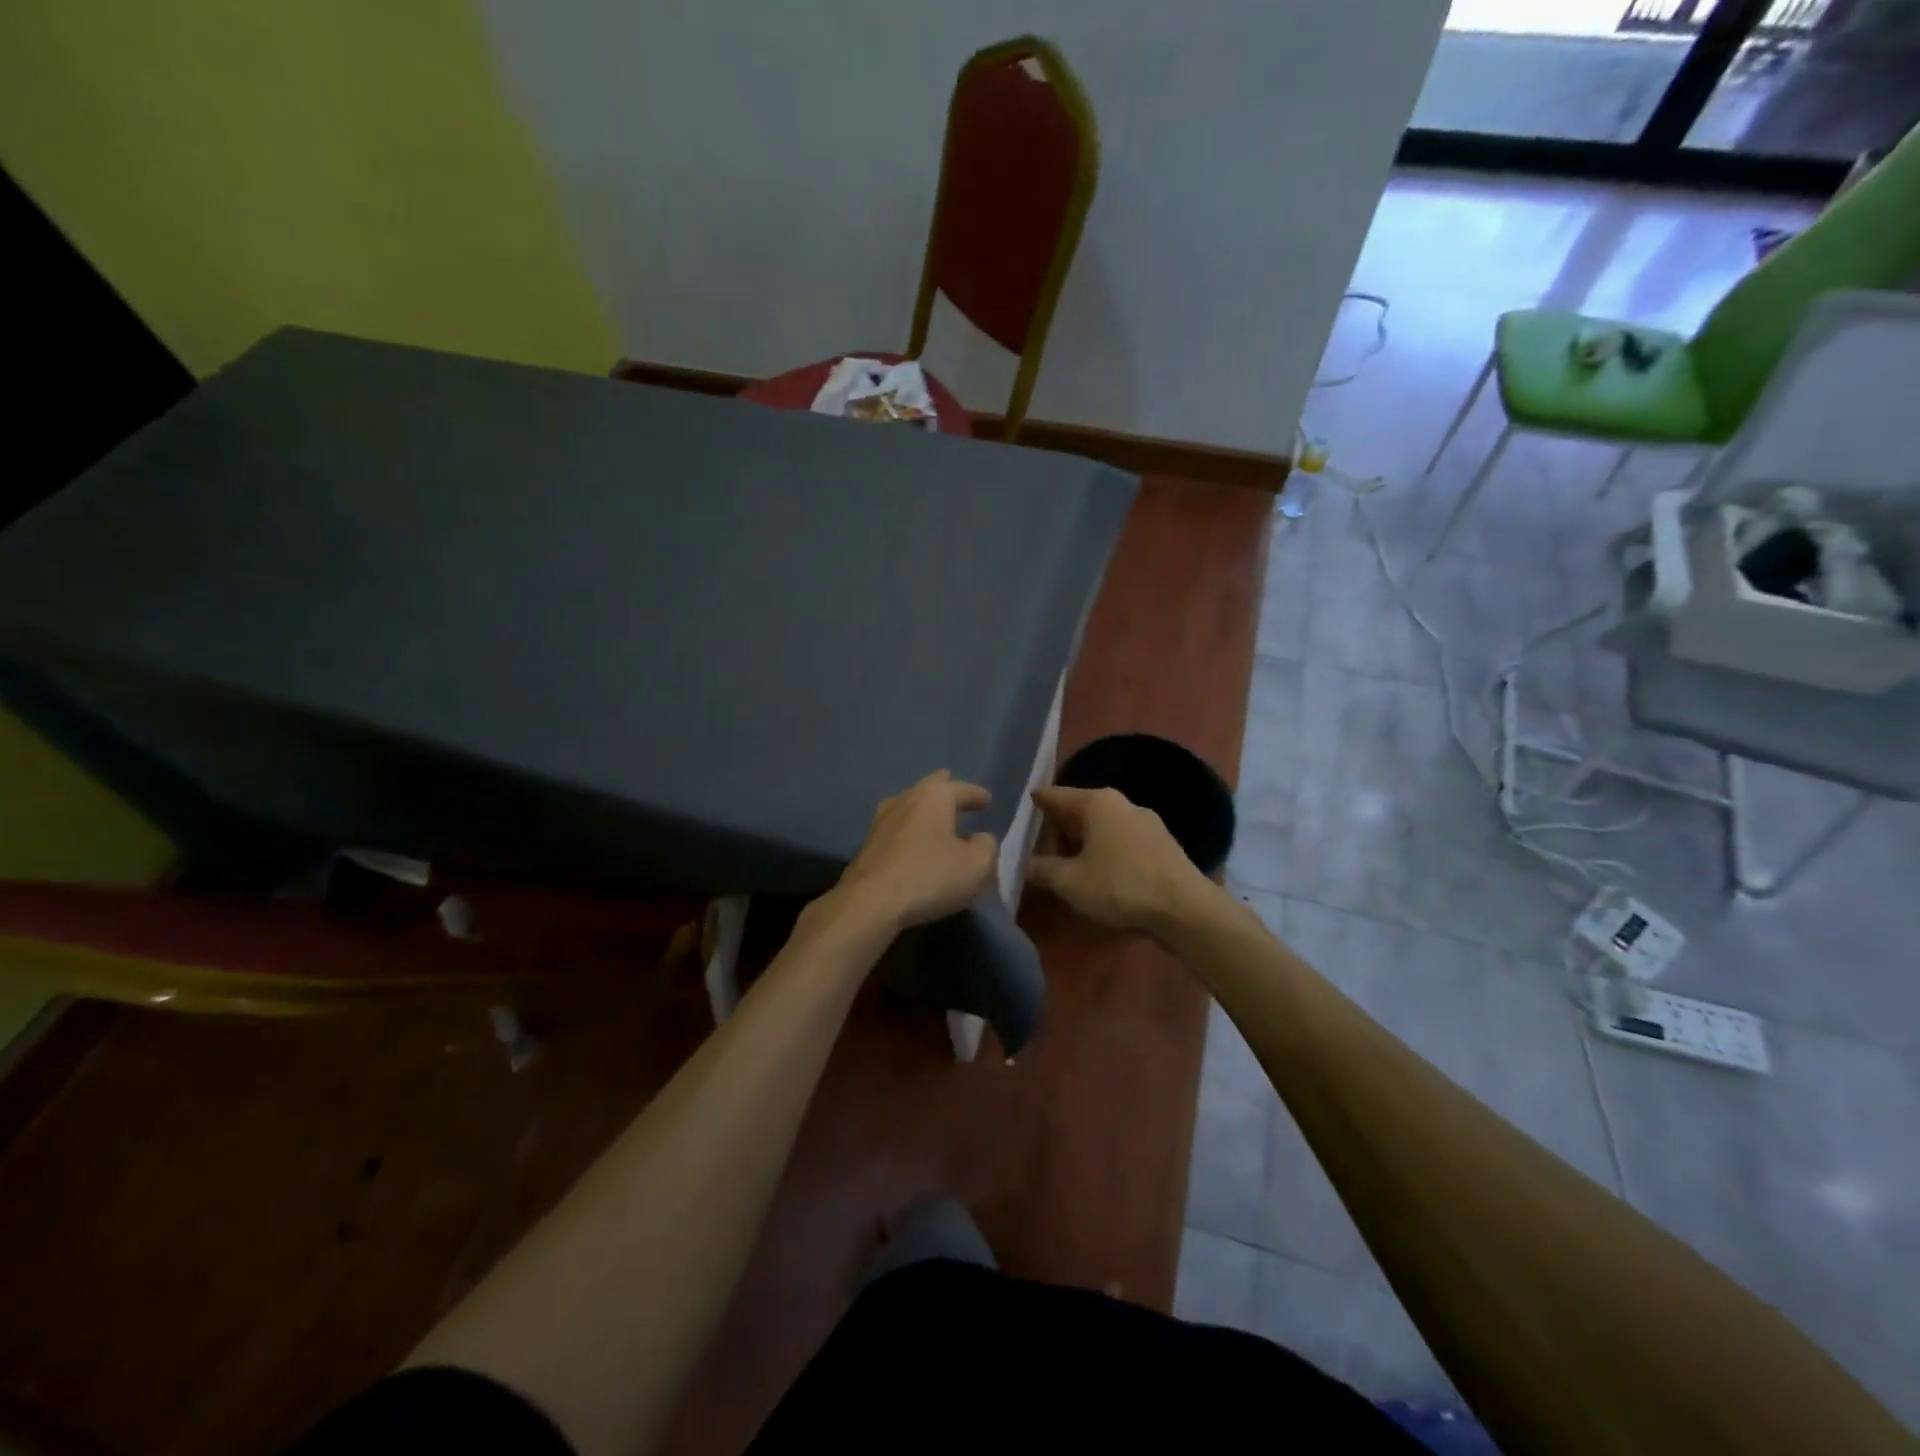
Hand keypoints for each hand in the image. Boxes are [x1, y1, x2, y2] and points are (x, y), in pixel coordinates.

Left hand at [832, 771, 998, 933]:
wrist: (870, 902)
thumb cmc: (929, 876)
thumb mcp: (976, 866)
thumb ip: (987, 847)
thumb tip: (981, 839)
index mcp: (934, 796)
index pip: (962, 789)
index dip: (977, 795)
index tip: (987, 800)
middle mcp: (907, 799)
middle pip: (930, 788)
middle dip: (946, 790)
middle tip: (957, 792)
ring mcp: (883, 820)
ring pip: (910, 805)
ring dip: (925, 809)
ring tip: (936, 815)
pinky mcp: (870, 843)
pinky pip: (898, 827)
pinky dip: (911, 829)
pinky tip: (914, 840)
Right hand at [1026, 785, 1211, 935]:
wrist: (1186, 910)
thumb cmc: (1120, 887)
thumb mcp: (1070, 882)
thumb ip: (1041, 869)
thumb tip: (1024, 863)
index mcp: (1097, 802)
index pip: (1054, 795)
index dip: (1034, 804)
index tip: (1018, 811)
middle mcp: (1122, 803)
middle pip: (1078, 810)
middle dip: (1057, 829)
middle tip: (1038, 850)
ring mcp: (1146, 822)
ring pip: (1102, 826)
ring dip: (1082, 843)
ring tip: (1067, 866)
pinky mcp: (1162, 844)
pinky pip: (1121, 841)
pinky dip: (1105, 852)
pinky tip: (1100, 875)